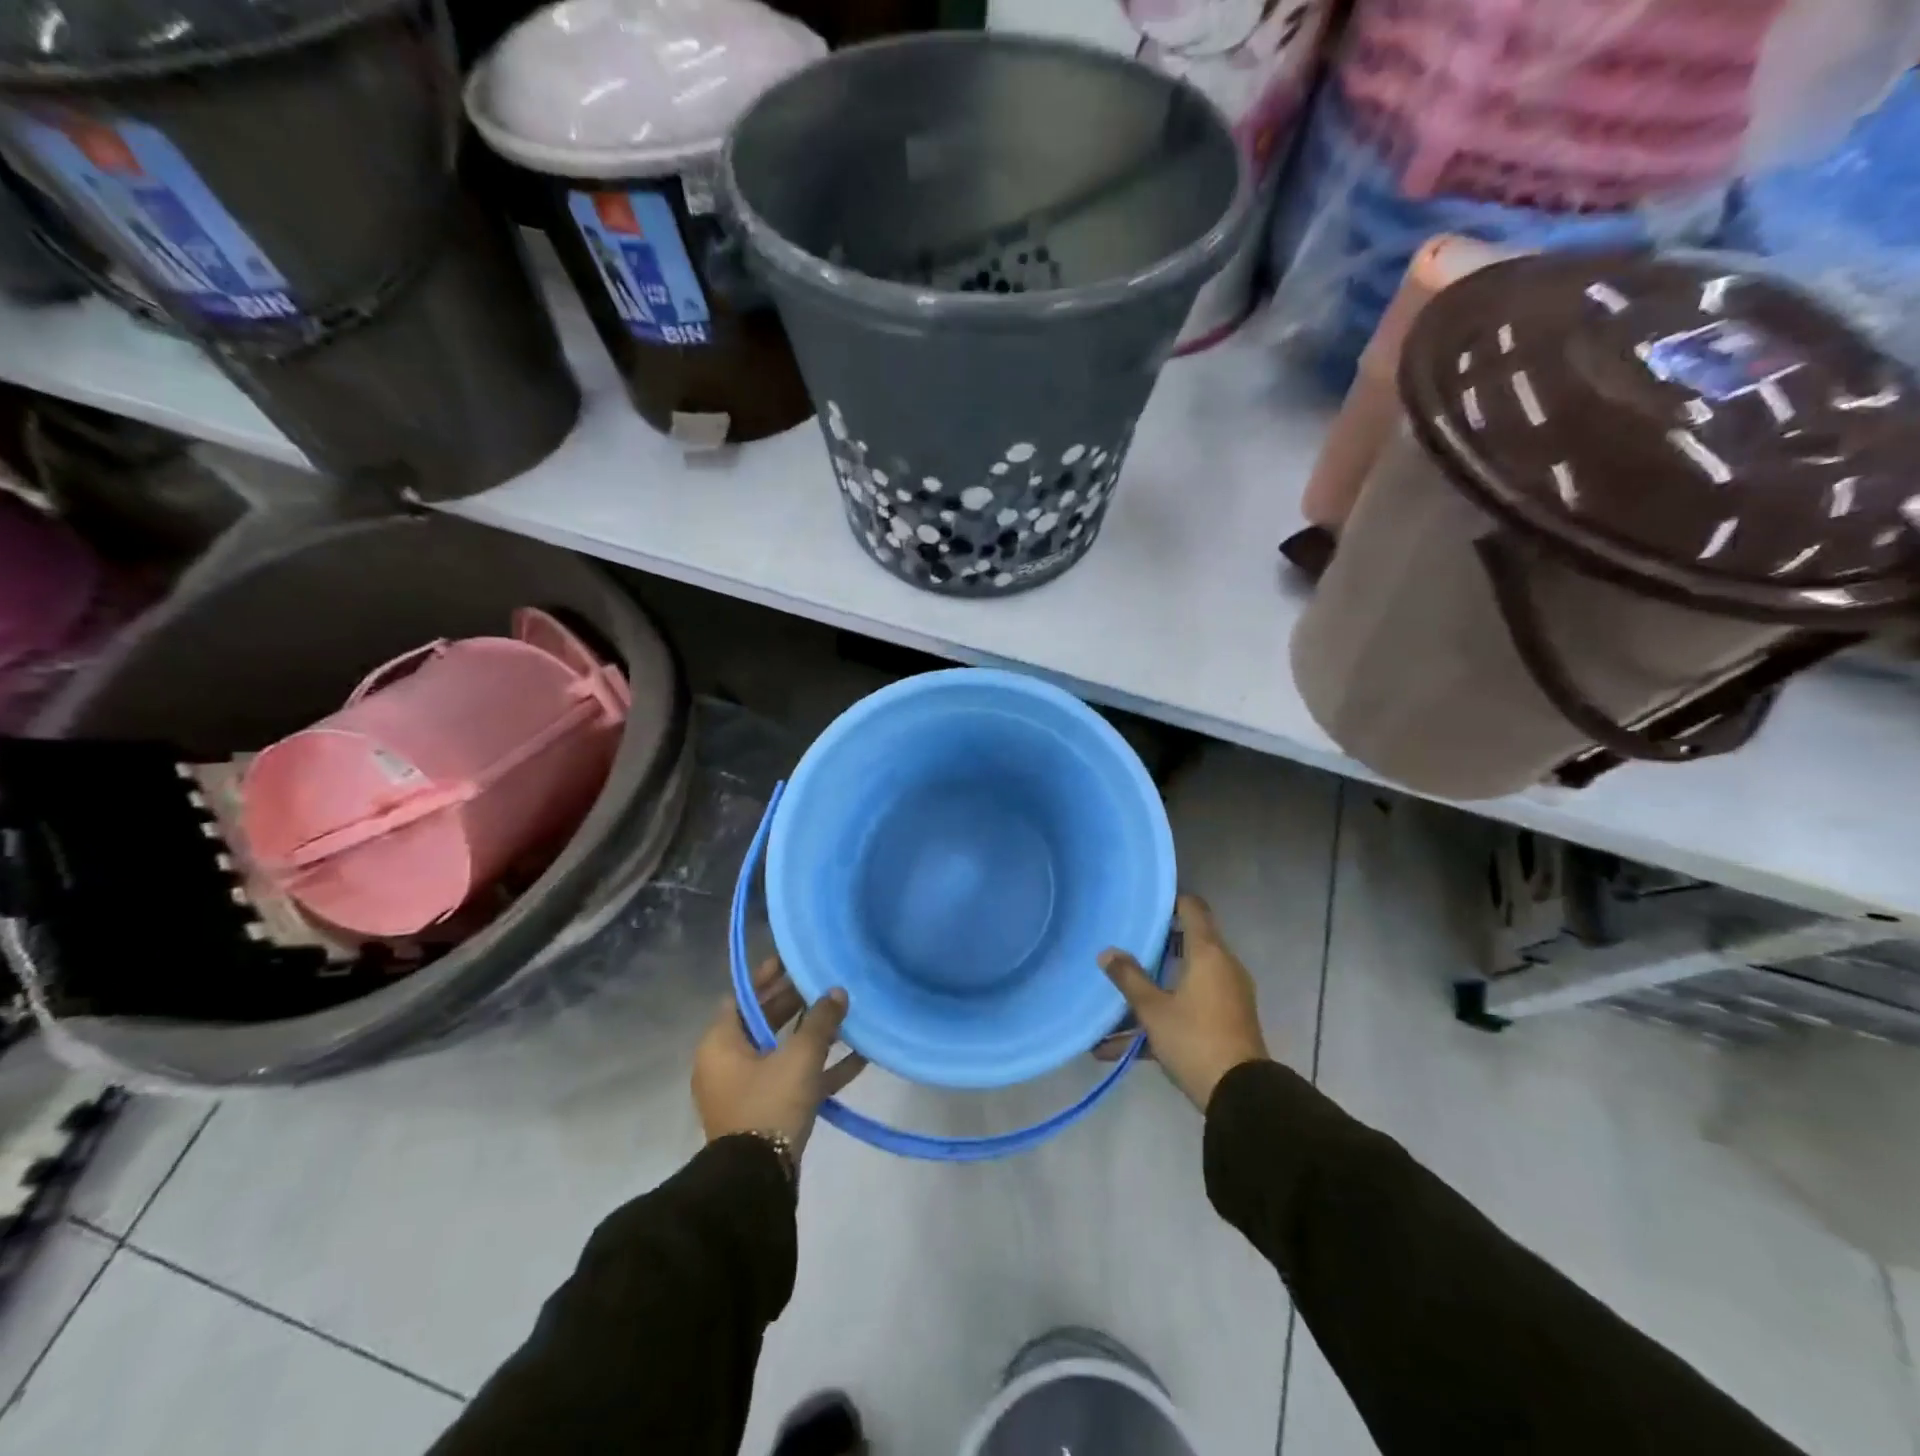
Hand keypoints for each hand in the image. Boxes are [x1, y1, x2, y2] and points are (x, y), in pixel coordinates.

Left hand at [693, 957, 865, 1156]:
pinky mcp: (766, 1112)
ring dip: (812, 1035)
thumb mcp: (799, 1057)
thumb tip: (837, 992)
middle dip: (795, 1003)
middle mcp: (727, 1063)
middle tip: (825, 983)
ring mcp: (746, 1090)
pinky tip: (858, 1058)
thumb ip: (821, 1021)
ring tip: (845, 1014)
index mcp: (721, 1043)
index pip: (743, 996)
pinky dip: (819, 1069)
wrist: (756, 1180)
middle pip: (763, 1021)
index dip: (768, 976)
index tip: (794, 960)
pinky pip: (793, 1080)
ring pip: (781, 1051)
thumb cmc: (769, 1104)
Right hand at [1099, 894, 1269, 1110]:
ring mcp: (1226, 997)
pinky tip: (1117, 1046)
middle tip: (1123, 947)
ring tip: (1115, 998)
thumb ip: (1129, 978)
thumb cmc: (1195, 1039)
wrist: (1241, 1096)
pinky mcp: (1225, 1023)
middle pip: (1187, 944)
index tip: (1143, 906)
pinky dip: (1161, 1018)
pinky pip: (1188, 1008)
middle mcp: (1222, 968)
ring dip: (1153, 988)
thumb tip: (1107, 952)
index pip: (1193, 908)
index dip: (1170, 901)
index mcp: (1208, 954)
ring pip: (1184, 980)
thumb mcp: (1153, 1010)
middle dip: (1154, 947)